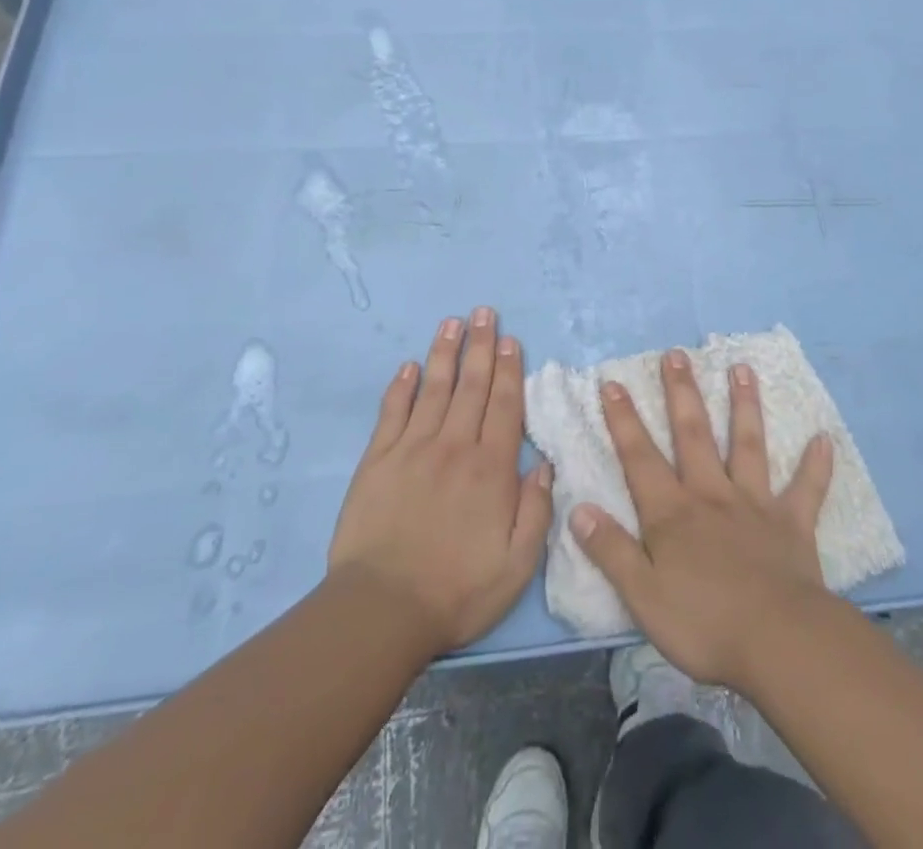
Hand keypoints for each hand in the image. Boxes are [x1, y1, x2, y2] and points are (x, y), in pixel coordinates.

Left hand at [327, 307, 552, 655]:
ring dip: (444, 354)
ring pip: (434, 389)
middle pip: (471, 386)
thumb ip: (536, 510)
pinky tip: (408, 366)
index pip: (503, 406)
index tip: (510, 340)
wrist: (382, 610)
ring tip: (451, 323)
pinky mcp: (377, 461)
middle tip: (484, 312)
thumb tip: (544, 463)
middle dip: (480, 346)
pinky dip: (401, 387)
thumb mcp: (516, 564)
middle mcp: (454, 447)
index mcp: (490, 469)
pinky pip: (392, 413)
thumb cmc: (457, 590)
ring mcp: (412, 449)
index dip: (508, 369)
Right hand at [571, 349, 833, 690]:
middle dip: (682, 393)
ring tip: (743, 369)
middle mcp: (711, 495)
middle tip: (677, 354)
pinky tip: (824, 438)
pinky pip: (806, 489)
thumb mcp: (642, 596)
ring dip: (744, 406)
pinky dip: (816, 465)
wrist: (779, 643)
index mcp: (672, 513)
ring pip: (747, 445)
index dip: (623, 420)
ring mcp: (755, 505)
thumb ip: (611, 551)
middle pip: (692, 435)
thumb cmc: (704, 624)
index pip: (640, 458)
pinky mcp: (792, 524)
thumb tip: (578, 509)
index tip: (614, 382)